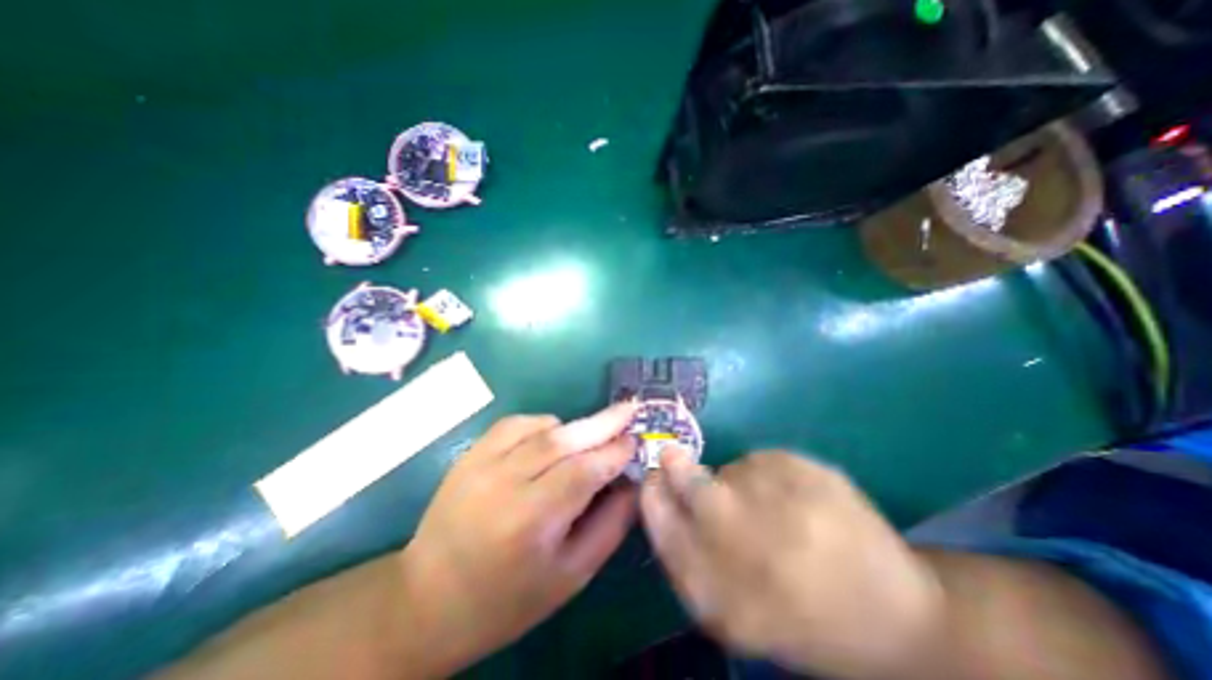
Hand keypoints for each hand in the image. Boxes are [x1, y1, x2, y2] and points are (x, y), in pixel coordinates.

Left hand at [398, 404, 642, 674]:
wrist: (428, 599)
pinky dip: (542, 424)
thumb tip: (633, 483)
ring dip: (573, 427)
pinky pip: (515, 423)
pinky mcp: (470, 454)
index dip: (614, 452)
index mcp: (531, 522)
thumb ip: (610, 526)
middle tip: (629, 408)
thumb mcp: (571, 576)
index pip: (584, 472)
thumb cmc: (508, 599)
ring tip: (590, 437)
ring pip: (540, 427)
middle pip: (563, 440)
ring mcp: (481, 464)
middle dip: (602, 422)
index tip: (636, 439)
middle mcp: (504, 484)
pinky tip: (551, 438)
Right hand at [643, 450, 946, 675]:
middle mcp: (752, 546)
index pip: (664, 526)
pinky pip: (764, 460)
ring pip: (730, 470)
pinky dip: (766, 473)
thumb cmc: (806, 622)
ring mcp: (786, 505)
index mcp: (726, 596)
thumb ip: (689, 559)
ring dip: (733, 480)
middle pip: (692, 487)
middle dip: (676, 468)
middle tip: (671, 456)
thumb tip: (659, 499)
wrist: (903, 620)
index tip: (650, 479)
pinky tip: (795, 500)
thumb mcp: (735, 612)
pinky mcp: (813, 473)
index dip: (652, 496)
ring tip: (770, 511)